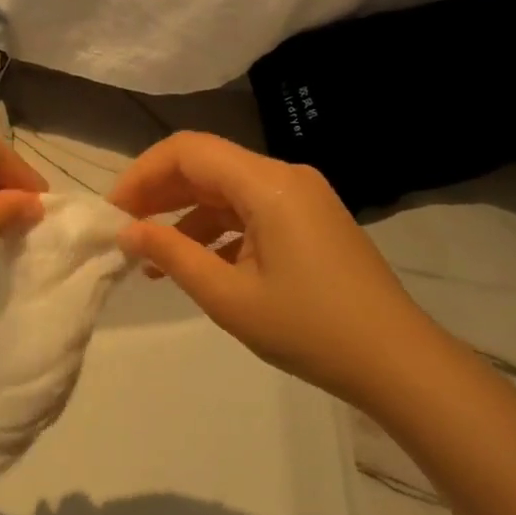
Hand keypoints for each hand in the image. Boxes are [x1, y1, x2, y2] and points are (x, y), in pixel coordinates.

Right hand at [107, 132, 439, 407]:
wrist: (400, 364)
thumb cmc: (310, 329)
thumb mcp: (229, 297)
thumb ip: (172, 256)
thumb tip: (127, 231)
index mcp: (267, 183)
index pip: (188, 151)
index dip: (143, 173)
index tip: (115, 210)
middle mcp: (284, 176)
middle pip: (206, 165)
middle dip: (160, 193)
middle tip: (125, 230)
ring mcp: (301, 196)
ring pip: (226, 189)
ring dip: (186, 215)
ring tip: (152, 258)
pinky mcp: (310, 220)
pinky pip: (251, 209)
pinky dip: (218, 229)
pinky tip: (197, 264)